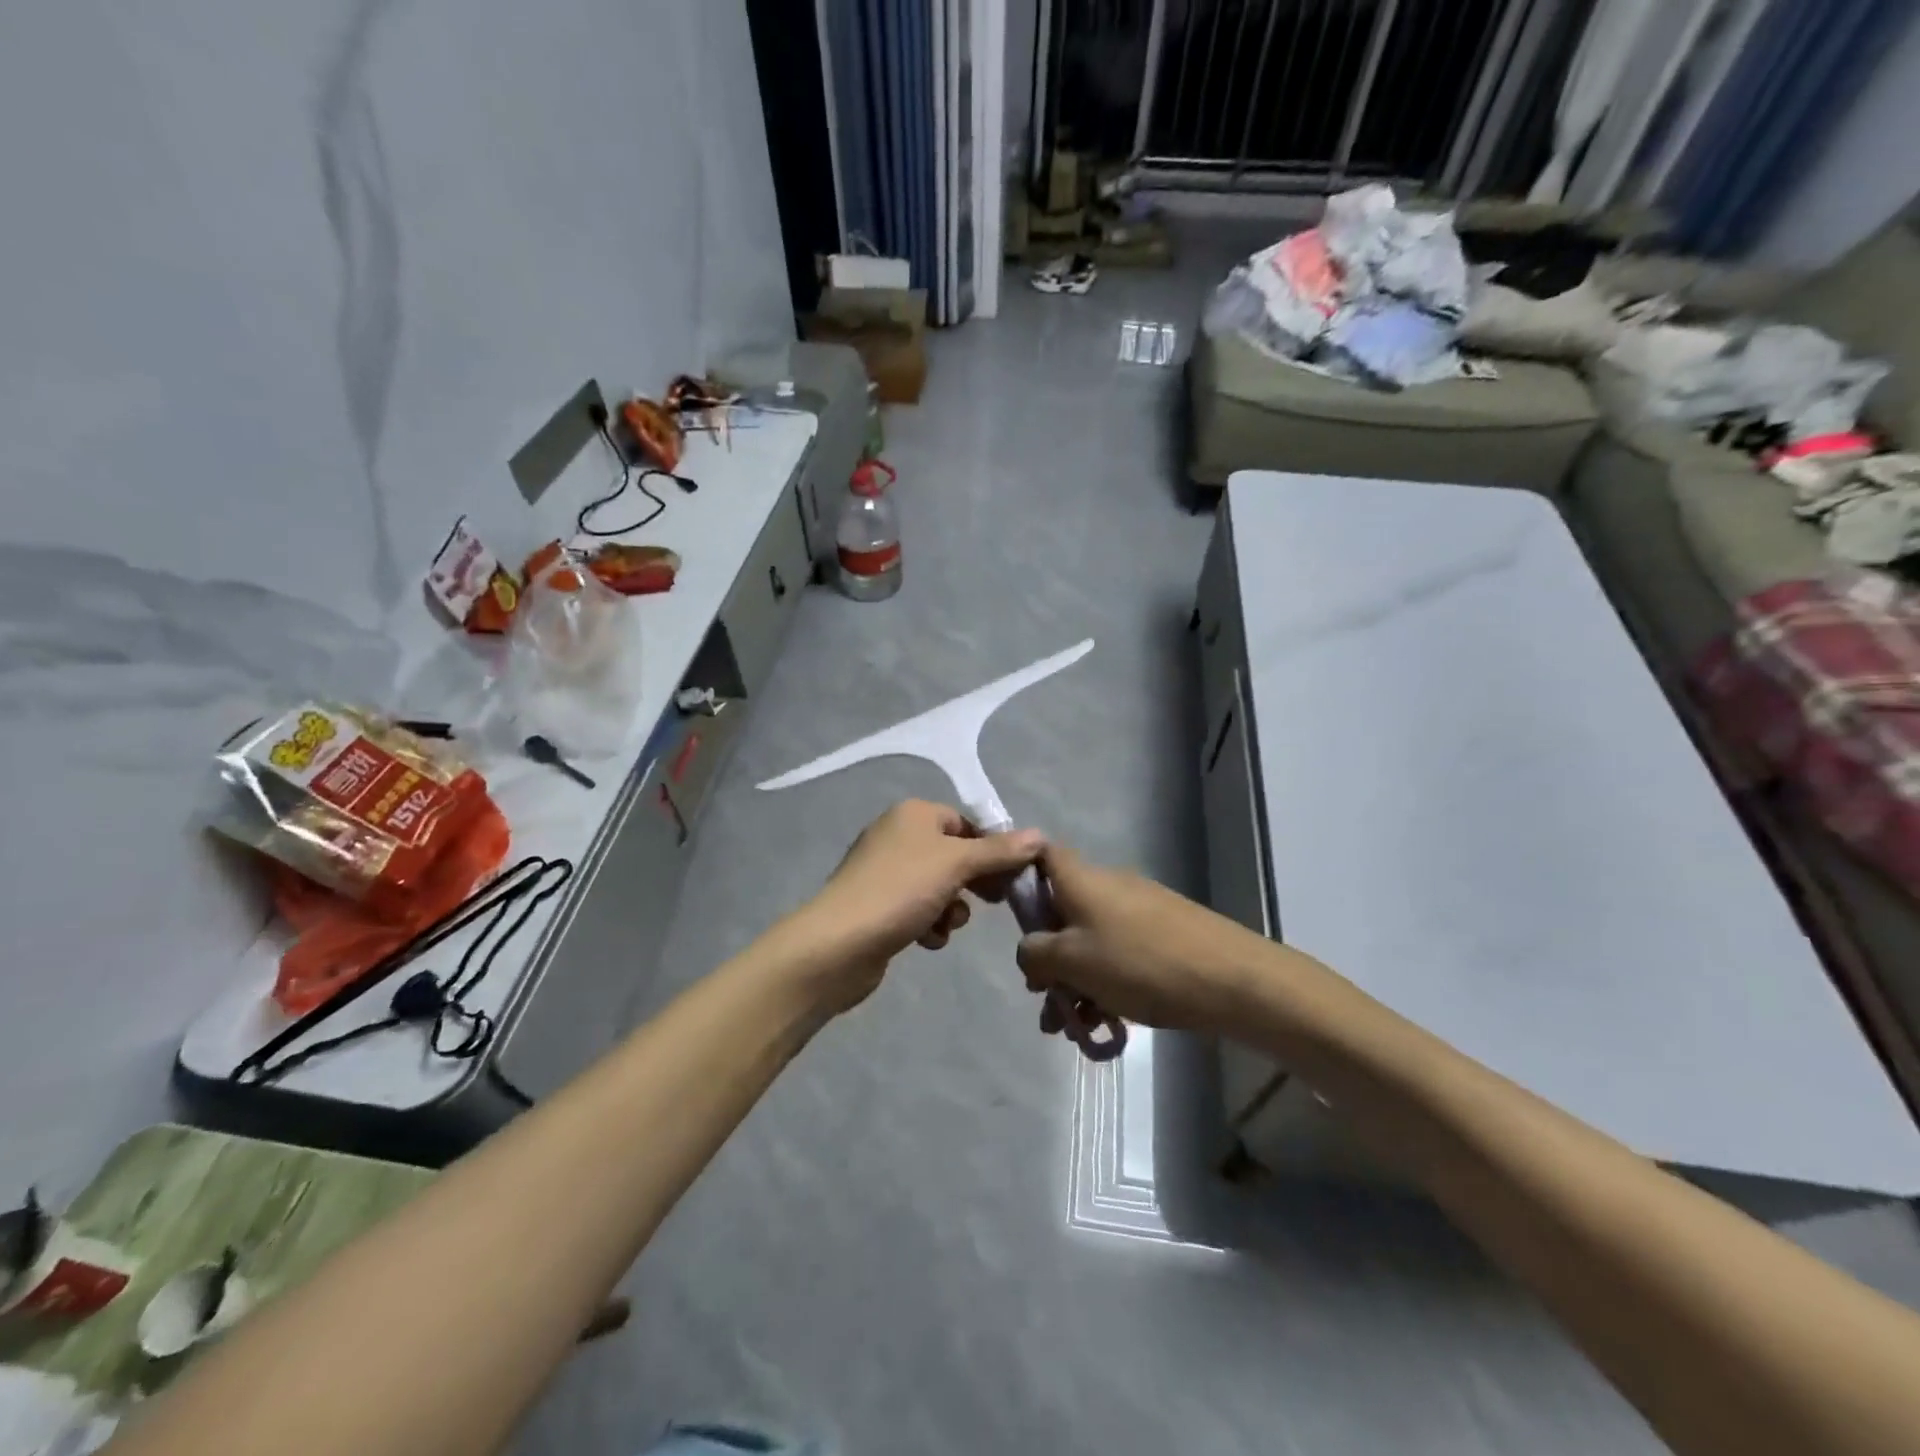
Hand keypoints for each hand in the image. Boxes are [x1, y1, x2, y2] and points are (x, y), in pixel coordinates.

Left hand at [786, 800, 1045, 1013]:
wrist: (839, 944)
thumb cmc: (901, 890)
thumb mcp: (956, 864)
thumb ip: (999, 851)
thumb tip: (1039, 835)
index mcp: (913, 814)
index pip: (966, 823)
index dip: (992, 848)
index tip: (1013, 876)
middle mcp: (897, 835)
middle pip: (954, 855)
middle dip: (973, 882)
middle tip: (993, 902)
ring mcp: (884, 873)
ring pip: (939, 886)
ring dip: (952, 908)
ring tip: (946, 924)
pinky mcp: (878, 906)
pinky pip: (918, 909)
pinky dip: (929, 924)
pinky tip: (928, 940)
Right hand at [1015, 845, 1255, 1033]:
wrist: (1231, 979)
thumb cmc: (1138, 962)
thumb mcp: (1071, 961)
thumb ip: (1035, 954)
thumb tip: (1029, 951)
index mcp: (1081, 880)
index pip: (1042, 855)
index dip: (1021, 874)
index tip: (1012, 916)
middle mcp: (1108, 885)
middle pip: (1063, 910)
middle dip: (1049, 957)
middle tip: (1046, 1001)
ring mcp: (1140, 908)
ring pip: (1092, 940)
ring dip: (1077, 980)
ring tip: (1076, 1028)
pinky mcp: (1165, 933)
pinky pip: (1120, 952)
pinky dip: (1107, 982)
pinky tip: (1109, 1022)